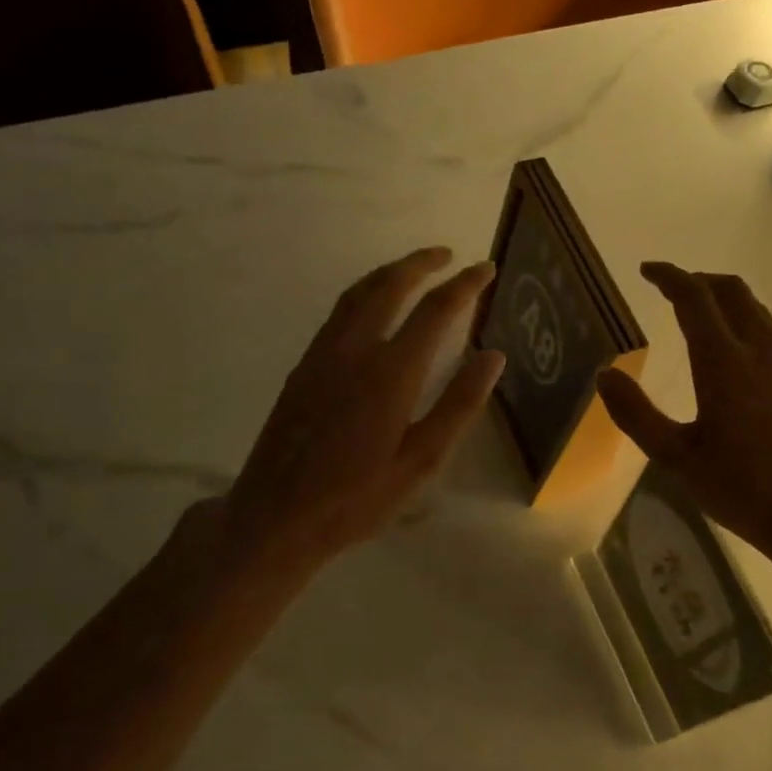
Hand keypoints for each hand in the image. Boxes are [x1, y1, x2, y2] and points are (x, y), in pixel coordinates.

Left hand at [213, 247, 504, 583]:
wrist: (277, 515)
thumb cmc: (358, 497)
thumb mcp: (421, 461)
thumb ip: (460, 405)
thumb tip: (494, 358)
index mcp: (391, 372)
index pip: (436, 310)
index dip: (465, 285)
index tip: (486, 269)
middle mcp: (356, 349)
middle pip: (390, 286)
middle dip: (422, 263)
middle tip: (448, 255)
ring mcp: (324, 354)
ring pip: (359, 293)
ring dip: (390, 272)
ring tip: (415, 268)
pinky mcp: (304, 365)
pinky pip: (339, 312)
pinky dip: (364, 293)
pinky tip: (373, 305)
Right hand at [596, 262, 771, 564]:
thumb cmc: (742, 488)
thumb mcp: (676, 458)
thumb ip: (636, 414)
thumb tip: (605, 375)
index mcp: (723, 362)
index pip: (694, 297)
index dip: (669, 276)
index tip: (647, 271)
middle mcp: (762, 351)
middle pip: (733, 291)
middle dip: (701, 280)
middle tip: (674, 288)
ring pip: (759, 314)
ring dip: (728, 304)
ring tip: (704, 319)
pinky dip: (751, 334)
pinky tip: (742, 367)